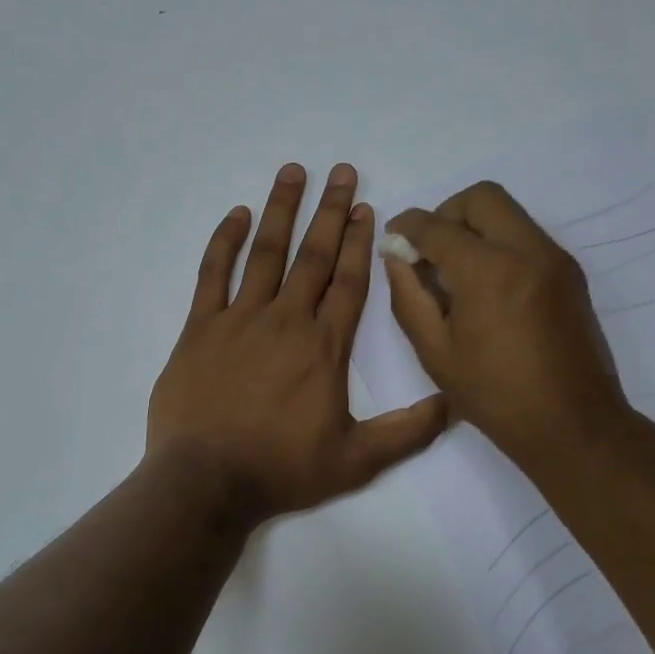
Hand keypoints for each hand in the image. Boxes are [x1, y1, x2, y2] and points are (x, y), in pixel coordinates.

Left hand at [148, 163, 447, 524]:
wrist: (206, 482)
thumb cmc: (282, 469)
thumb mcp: (356, 461)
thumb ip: (407, 432)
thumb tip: (454, 403)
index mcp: (325, 346)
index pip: (349, 281)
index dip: (360, 242)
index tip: (367, 208)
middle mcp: (286, 320)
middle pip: (314, 255)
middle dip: (331, 211)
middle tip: (342, 171)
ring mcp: (240, 319)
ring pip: (267, 253)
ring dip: (282, 210)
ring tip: (294, 172)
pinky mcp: (201, 328)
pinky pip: (213, 274)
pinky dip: (225, 241)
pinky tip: (238, 214)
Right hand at [384, 181, 633, 476]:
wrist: (573, 424)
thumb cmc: (495, 395)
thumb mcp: (435, 351)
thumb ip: (409, 295)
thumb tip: (396, 256)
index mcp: (488, 271)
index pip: (437, 226)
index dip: (407, 227)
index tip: (394, 240)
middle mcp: (527, 250)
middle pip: (481, 197)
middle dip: (446, 214)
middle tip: (431, 250)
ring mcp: (555, 258)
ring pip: (508, 212)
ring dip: (475, 226)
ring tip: (457, 271)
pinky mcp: (570, 272)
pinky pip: (526, 235)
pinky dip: (500, 243)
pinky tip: (487, 286)